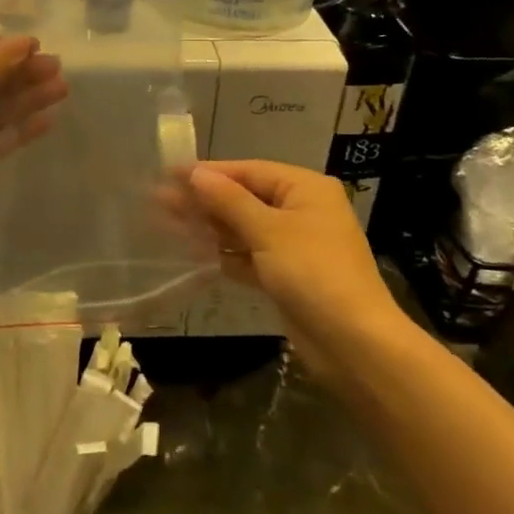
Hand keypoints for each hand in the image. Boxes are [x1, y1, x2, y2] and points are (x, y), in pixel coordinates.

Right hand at [187, 160, 416, 382]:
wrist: (353, 342)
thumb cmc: (313, 273)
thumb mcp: (268, 231)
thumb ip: (229, 201)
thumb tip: (197, 174)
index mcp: (305, 188)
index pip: (249, 170)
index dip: (208, 172)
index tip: (169, 173)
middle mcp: (301, 210)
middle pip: (245, 198)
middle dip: (204, 200)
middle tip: (159, 201)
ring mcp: (294, 244)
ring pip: (244, 228)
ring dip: (210, 227)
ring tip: (167, 224)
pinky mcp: (286, 275)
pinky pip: (249, 255)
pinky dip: (225, 253)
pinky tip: (193, 253)